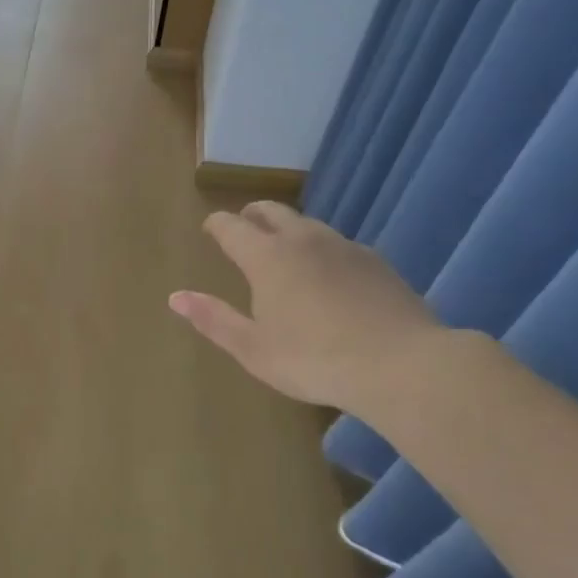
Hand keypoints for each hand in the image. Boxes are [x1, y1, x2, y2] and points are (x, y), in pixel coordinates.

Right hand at [169, 203, 444, 411]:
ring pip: (307, 224)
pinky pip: (337, 244)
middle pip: (272, 211)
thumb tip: (176, 297)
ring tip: (283, 249)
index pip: (232, 227)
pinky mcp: (376, 262)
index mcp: (267, 257)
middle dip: (251, 215)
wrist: (401, 365)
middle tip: (242, 226)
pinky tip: (327, 274)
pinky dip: (320, 249)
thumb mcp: (253, 348)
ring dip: (288, 229)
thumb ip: (213, 319)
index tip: (209, 228)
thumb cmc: (313, 360)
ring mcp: (344, 247)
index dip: (216, 225)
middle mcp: (304, 240)